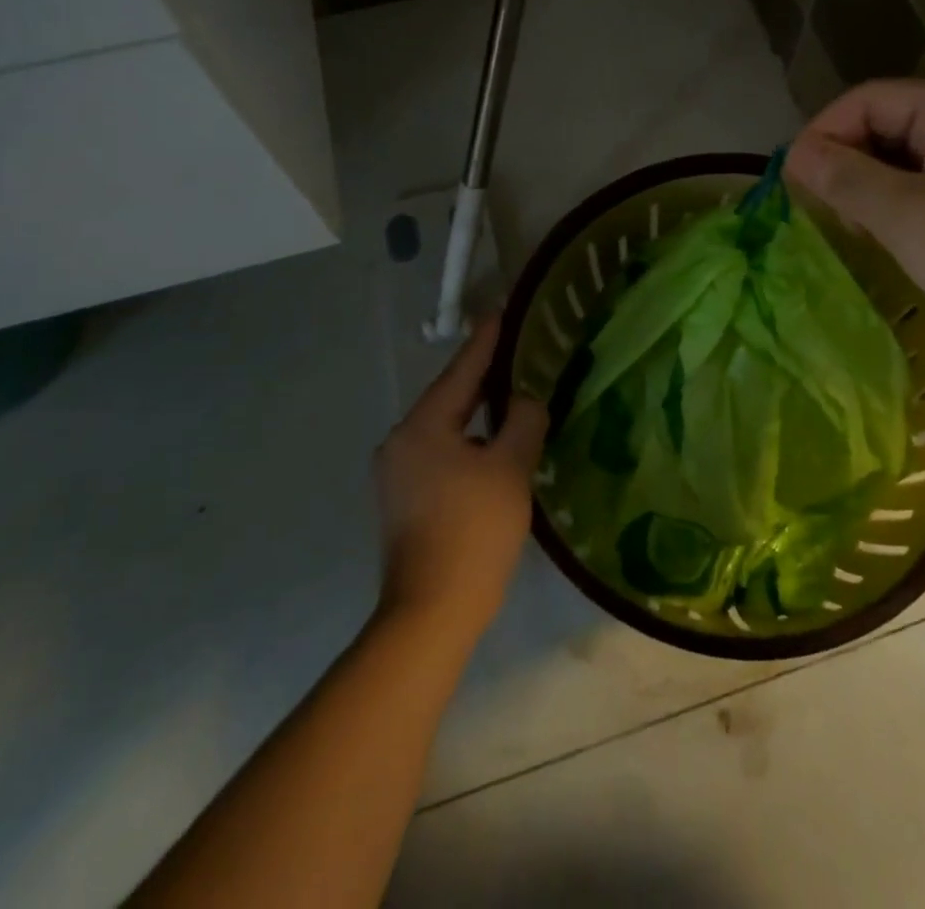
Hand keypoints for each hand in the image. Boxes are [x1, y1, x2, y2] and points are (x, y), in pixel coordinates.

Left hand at [374, 317, 549, 641]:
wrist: (431, 612)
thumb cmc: (474, 531)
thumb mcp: (510, 468)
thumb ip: (523, 421)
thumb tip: (527, 400)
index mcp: (423, 426)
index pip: (462, 370)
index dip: (487, 340)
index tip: (501, 311)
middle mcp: (401, 441)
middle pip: (449, 397)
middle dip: (483, 377)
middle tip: (517, 353)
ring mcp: (396, 472)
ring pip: (445, 427)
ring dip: (476, 413)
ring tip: (511, 397)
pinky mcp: (402, 499)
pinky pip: (440, 452)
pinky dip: (466, 442)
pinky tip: (491, 446)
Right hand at [787, 80, 924, 351]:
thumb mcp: (909, 218)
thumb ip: (846, 179)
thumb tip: (795, 153)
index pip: (868, 99)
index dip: (823, 134)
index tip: (793, 183)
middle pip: (890, 122)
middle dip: (848, 162)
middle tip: (825, 213)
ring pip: (913, 156)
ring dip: (875, 186)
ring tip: (858, 230)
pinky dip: (908, 202)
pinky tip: (900, 239)